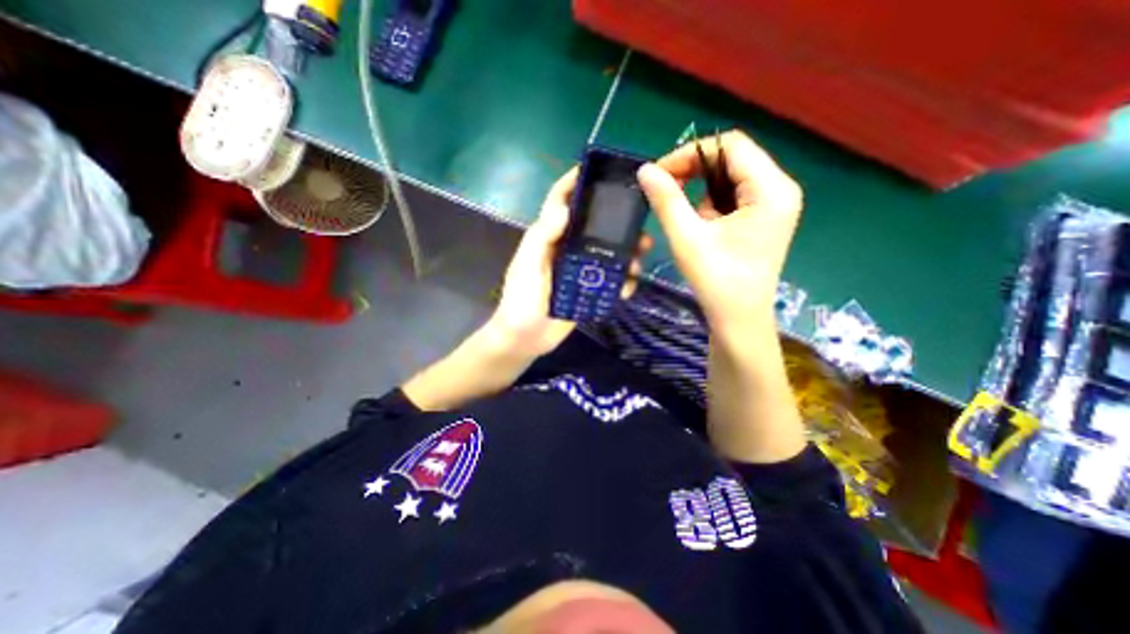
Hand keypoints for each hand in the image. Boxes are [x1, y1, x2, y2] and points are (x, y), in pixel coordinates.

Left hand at [487, 168, 654, 359]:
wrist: (525, 340)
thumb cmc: (521, 301)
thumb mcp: (527, 267)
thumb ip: (542, 238)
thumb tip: (566, 208)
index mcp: (548, 238)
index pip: (559, 202)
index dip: (574, 182)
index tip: (598, 170)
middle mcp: (565, 249)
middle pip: (592, 226)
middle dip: (614, 221)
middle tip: (639, 222)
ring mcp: (578, 271)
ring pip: (605, 252)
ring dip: (624, 253)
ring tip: (640, 257)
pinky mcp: (587, 290)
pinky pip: (608, 280)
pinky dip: (621, 281)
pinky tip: (629, 286)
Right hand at [635, 130, 801, 337]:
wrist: (739, 319)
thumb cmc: (716, 280)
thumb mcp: (687, 237)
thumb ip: (666, 200)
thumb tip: (644, 170)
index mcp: (771, 189)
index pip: (730, 146)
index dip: (690, 153)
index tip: (659, 174)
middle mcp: (780, 189)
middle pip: (732, 159)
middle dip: (694, 171)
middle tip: (664, 190)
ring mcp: (774, 204)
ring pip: (730, 178)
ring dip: (700, 190)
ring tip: (686, 219)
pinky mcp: (764, 218)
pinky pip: (733, 196)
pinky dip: (710, 204)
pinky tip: (702, 227)